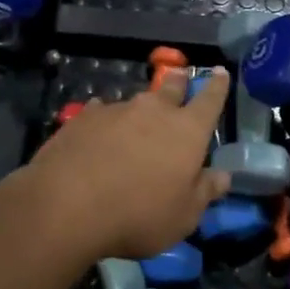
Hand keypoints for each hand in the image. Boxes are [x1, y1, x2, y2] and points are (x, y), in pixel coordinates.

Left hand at [20, 68, 231, 259]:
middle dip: (179, 82)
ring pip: (135, 102)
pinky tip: (99, 131)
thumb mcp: (182, 216)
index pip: (210, 101)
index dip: (217, 86)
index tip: (221, 72)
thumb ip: (204, 192)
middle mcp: (154, 110)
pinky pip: (101, 112)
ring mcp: (117, 110)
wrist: (67, 205)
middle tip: (181, 77)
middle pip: (171, 88)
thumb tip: (222, 176)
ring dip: (140, 110)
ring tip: (135, 123)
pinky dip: (105, 120)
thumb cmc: (138, 214)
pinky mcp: (84, 118)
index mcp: (187, 131)